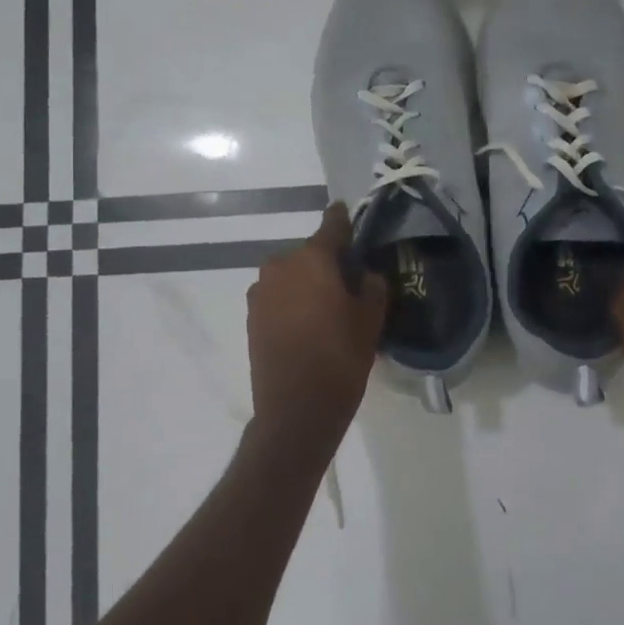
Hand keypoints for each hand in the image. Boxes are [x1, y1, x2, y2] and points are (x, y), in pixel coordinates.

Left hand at [246, 204, 387, 449]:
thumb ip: (372, 287)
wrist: (295, 409)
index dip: (343, 220)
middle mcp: (280, 266)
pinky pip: (277, 296)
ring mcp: (260, 292)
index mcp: (312, 259)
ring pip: (291, 275)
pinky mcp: (251, 316)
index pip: (331, 225)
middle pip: (309, 253)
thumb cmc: (340, 359)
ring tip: (327, 306)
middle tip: (348, 280)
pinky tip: (307, 323)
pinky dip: (291, 301)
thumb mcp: (370, 321)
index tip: (349, 214)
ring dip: (307, 282)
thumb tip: (366, 274)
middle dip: (327, 261)